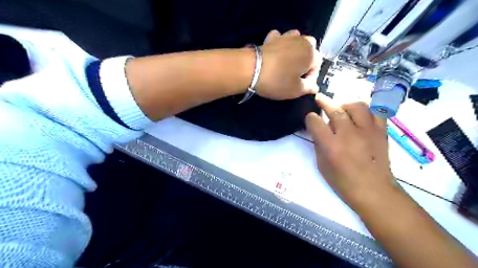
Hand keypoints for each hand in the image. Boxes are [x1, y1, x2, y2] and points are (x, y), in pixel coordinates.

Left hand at [256, 29, 317, 100]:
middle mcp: (301, 41)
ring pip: (296, 41)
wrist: (252, 69)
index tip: (303, 87)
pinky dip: (280, 44)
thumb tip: (315, 87)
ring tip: (287, 63)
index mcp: (311, 53)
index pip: (317, 65)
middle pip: (309, 49)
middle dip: (306, 61)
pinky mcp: (271, 38)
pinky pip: (280, 38)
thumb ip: (308, 88)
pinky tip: (276, 52)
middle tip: (296, 74)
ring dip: (295, 50)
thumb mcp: (296, 90)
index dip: (311, 77)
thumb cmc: (278, 81)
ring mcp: (285, 37)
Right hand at [306, 94, 395, 210]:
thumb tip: (318, 130)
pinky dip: (367, 109)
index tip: (310, 119)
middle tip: (319, 99)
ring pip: (356, 106)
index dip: (310, 118)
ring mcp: (367, 131)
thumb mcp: (322, 165)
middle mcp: (348, 134)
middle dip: (324, 102)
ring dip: (345, 104)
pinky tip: (360, 113)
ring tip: (342, 108)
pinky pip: (375, 112)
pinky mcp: (381, 132)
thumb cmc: (343, 182)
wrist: (374, 191)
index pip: (315, 122)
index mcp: (331, 146)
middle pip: (334, 110)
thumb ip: (319, 144)